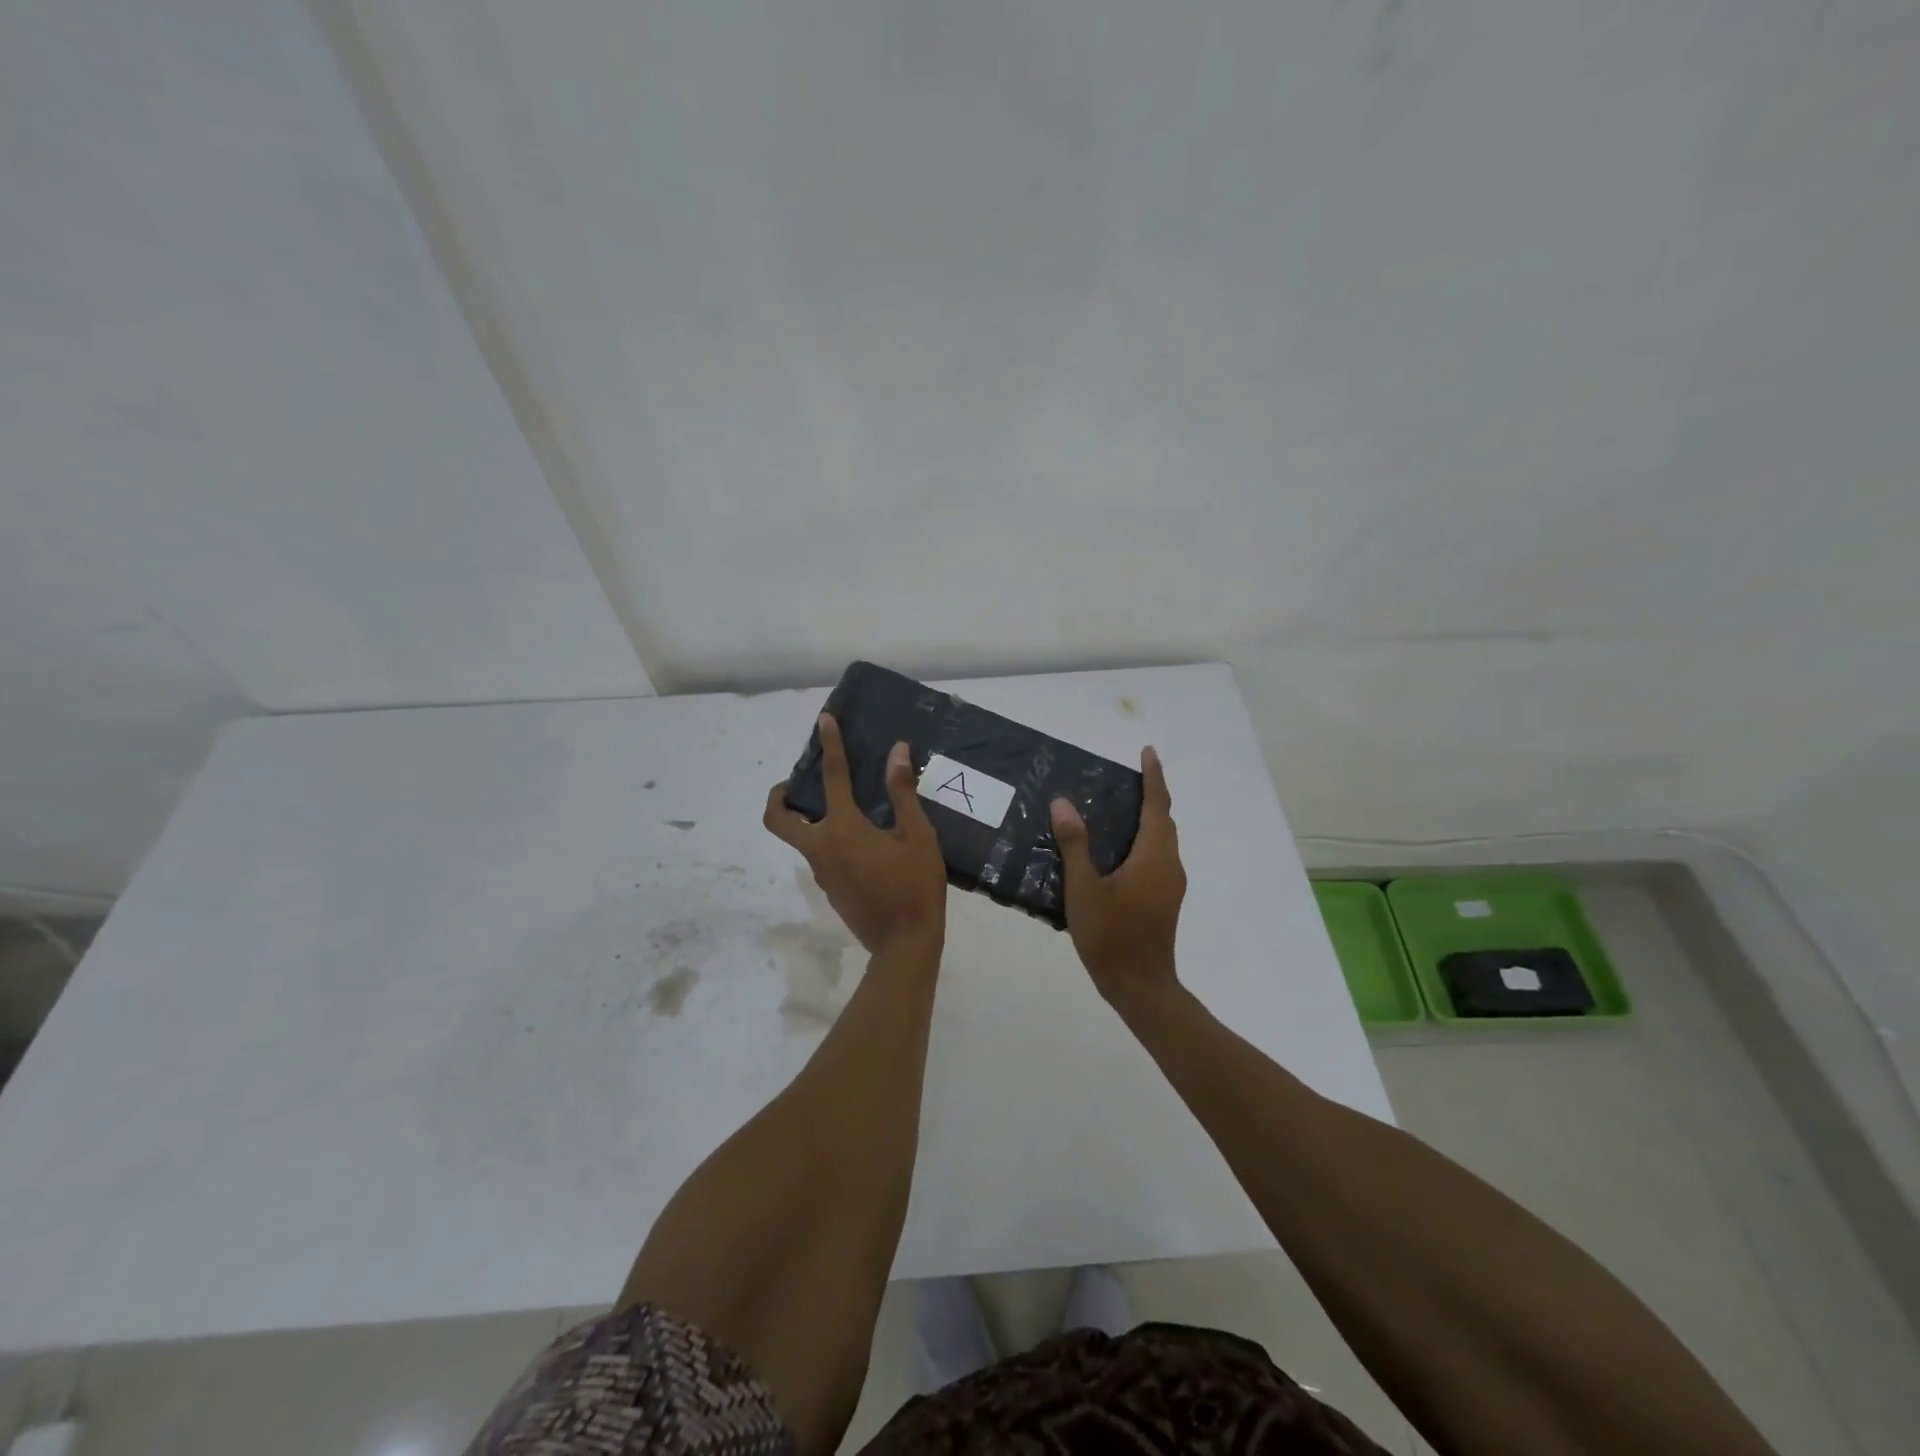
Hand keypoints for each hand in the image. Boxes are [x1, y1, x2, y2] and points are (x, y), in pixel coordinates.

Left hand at [764, 714, 946, 955]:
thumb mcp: (918, 836)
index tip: (824, 721)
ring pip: (799, 838)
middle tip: (796, 784)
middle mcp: (822, 848)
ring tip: (841, 808)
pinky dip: (827, 840)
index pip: (833, 777)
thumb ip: (902, 793)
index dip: (830, 745)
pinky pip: (819, 856)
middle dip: (778, 797)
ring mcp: (821, 872)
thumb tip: (896, 752)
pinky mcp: (829, 890)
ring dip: (807, 819)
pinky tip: (860, 843)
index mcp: (844, 829)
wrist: (904, 945)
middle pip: (778, 818)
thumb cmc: (915, 886)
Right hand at [1051, 746, 1185, 1006]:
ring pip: (1162, 840)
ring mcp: (1170, 884)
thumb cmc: (1112, 936)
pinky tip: (1116, 850)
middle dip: (1151, 795)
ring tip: (1117, 808)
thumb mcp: (1084, 889)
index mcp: (1153, 857)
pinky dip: (1143, 841)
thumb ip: (1075, 845)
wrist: (1141, 987)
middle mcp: (1169, 865)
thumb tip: (1063, 803)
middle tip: (1125, 779)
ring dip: (1147, 819)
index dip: (1153, 777)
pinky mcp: (1165, 899)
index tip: (1148, 752)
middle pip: (1164, 821)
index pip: (1157, 806)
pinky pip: (1157, 857)